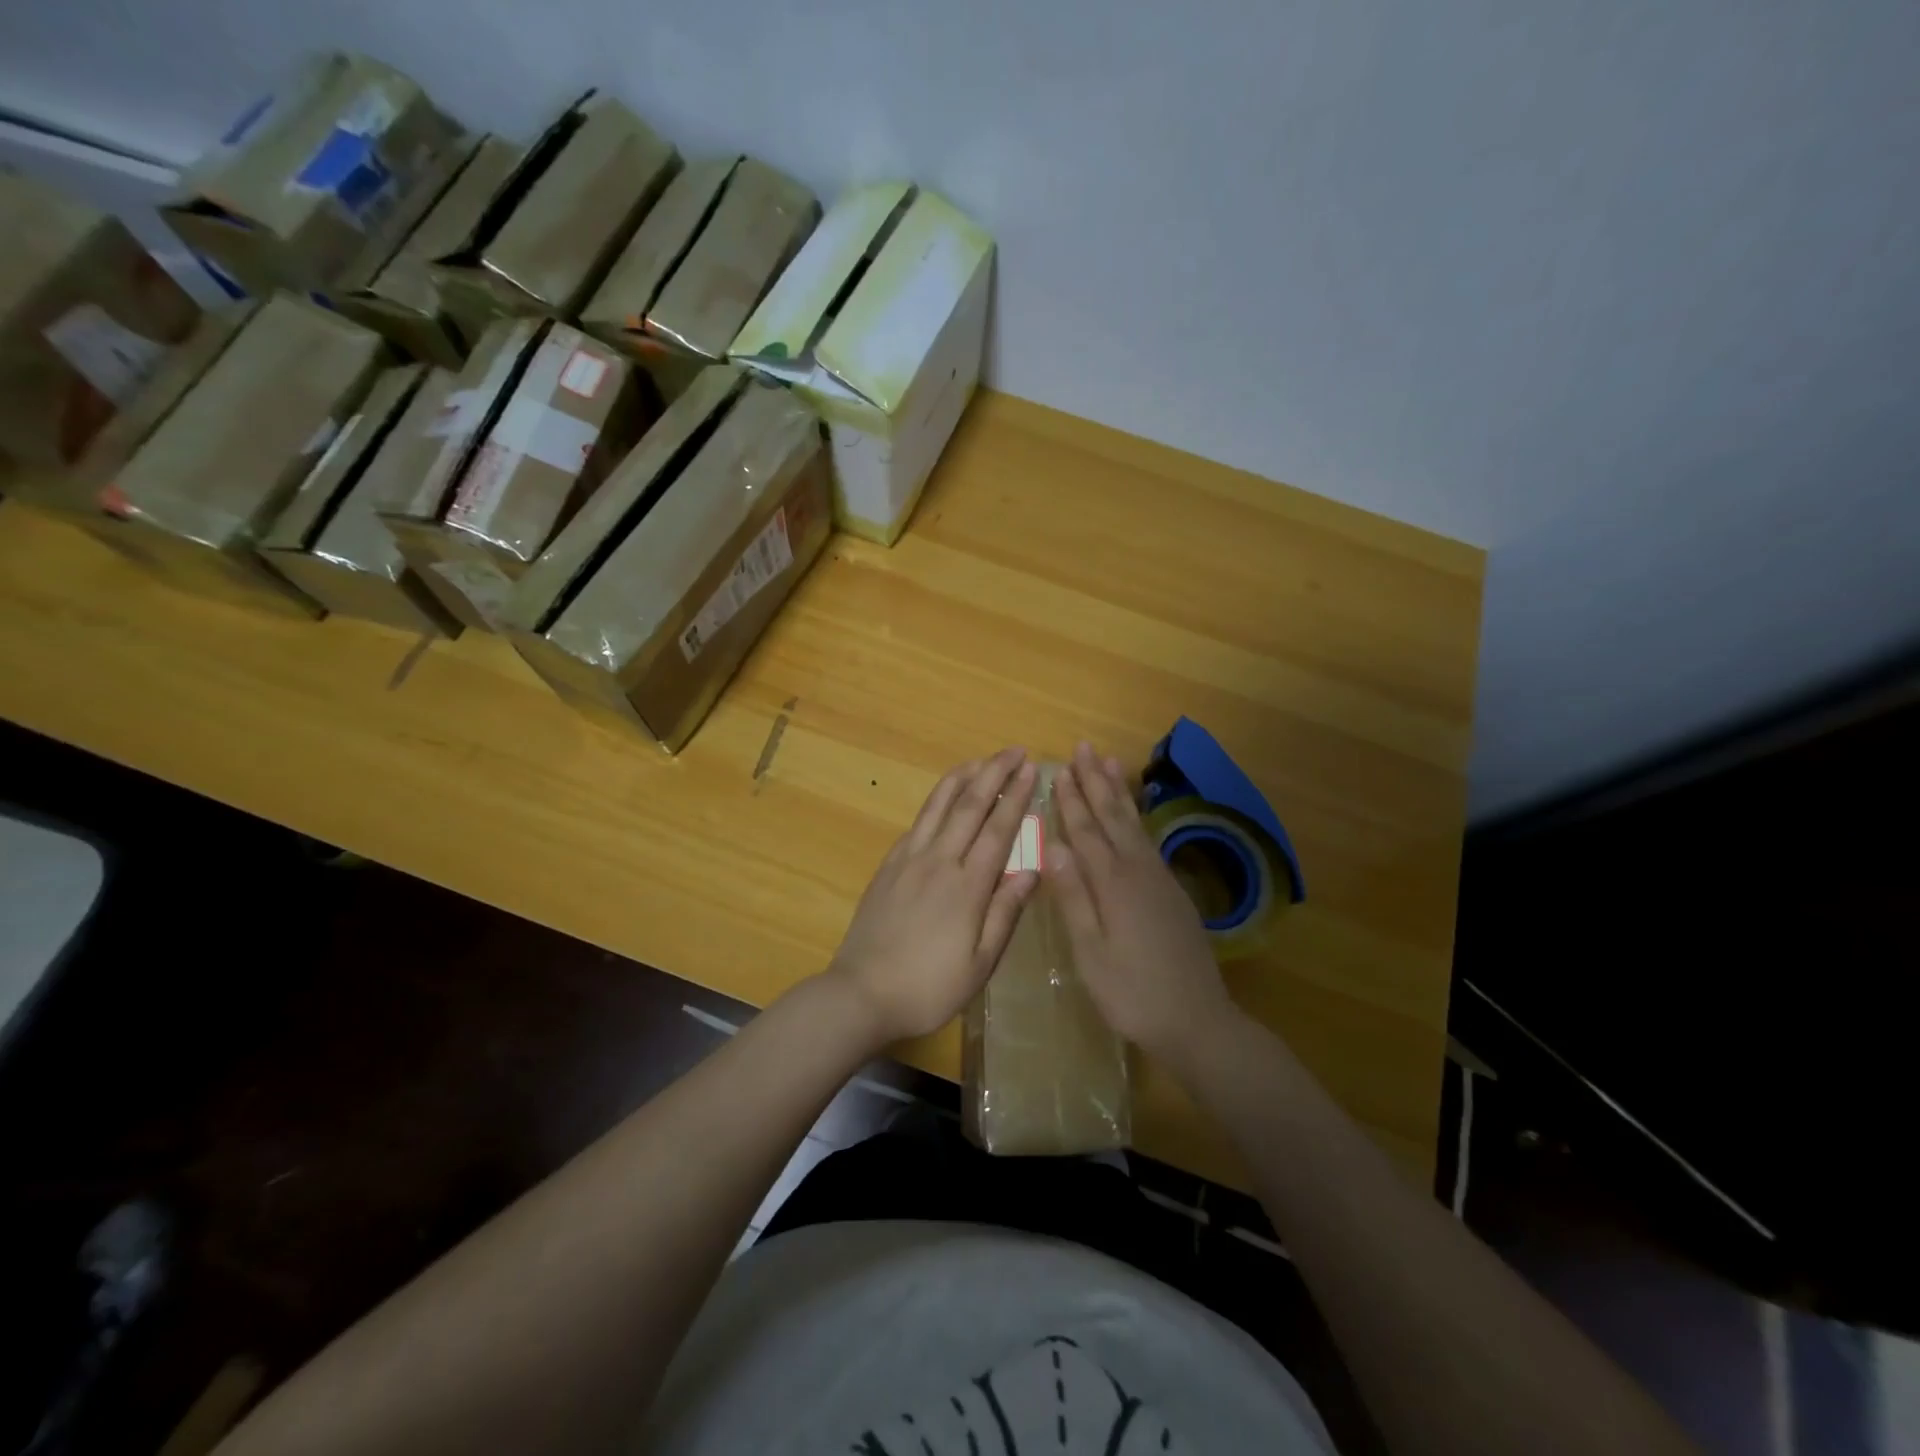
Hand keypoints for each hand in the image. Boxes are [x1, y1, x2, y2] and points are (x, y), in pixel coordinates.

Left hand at [825, 748, 1039, 1045]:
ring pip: (938, 806)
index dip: (1016, 796)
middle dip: (993, 773)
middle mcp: (938, 861)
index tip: (1031, 770)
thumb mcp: (980, 963)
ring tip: (980, 760)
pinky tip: (943, 799)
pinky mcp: (888, 866)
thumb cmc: (928, 987)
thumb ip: (1005, 912)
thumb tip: (1031, 871)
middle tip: (1013, 751)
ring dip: (961, 777)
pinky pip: (917, 823)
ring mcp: (908, 860)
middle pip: (969, 805)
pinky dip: (934, 802)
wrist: (861, 993)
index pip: (998, 829)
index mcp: (967, 886)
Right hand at [1050, 742, 1239, 1065]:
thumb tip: (1053, 845)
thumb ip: (1073, 897)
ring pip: (1134, 825)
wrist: (1198, 1022)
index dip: (1071, 801)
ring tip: (1108, 762)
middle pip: (1113, 818)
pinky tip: (1132, 814)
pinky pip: (1148, 840)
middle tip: (1083, 748)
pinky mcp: (1173, 893)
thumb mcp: (1091, 953)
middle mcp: (1139, 872)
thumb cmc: (1133, 993)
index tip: (1058, 769)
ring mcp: (1160, 880)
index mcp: (1114, 885)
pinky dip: (1136, 817)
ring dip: (1118, 792)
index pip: (1086, 832)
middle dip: (1095, 782)